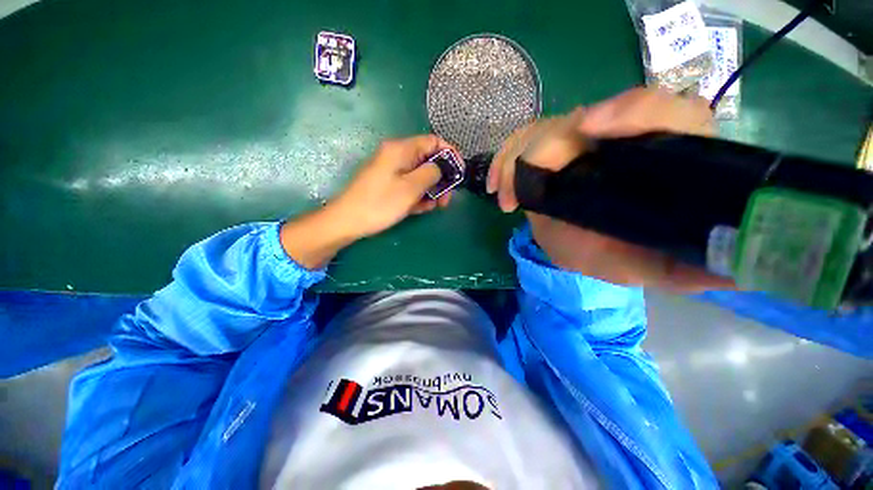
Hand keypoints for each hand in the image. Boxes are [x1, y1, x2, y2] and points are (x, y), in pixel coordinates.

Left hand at [330, 135, 458, 239]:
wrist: (349, 220)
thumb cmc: (381, 203)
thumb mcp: (411, 187)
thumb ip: (432, 172)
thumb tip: (444, 165)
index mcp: (401, 149)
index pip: (433, 141)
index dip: (450, 154)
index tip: (459, 172)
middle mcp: (397, 155)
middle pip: (428, 160)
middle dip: (441, 179)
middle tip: (446, 199)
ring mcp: (392, 171)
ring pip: (420, 175)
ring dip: (431, 190)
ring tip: (434, 207)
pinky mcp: (389, 184)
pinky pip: (410, 185)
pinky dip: (418, 195)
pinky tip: (421, 209)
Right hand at [488, 87, 732, 292]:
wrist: (588, 247)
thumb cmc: (623, 254)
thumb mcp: (653, 267)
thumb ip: (686, 271)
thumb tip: (737, 277)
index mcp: (663, 156)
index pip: (665, 111)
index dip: (630, 110)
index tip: (587, 129)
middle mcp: (621, 139)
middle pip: (585, 118)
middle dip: (547, 149)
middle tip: (525, 193)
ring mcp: (581, 142)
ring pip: (544, 130)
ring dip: (516, 161)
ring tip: (508, 200)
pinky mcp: (551, 151)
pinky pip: (521, 142)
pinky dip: (503, 162)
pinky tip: (497, 188)